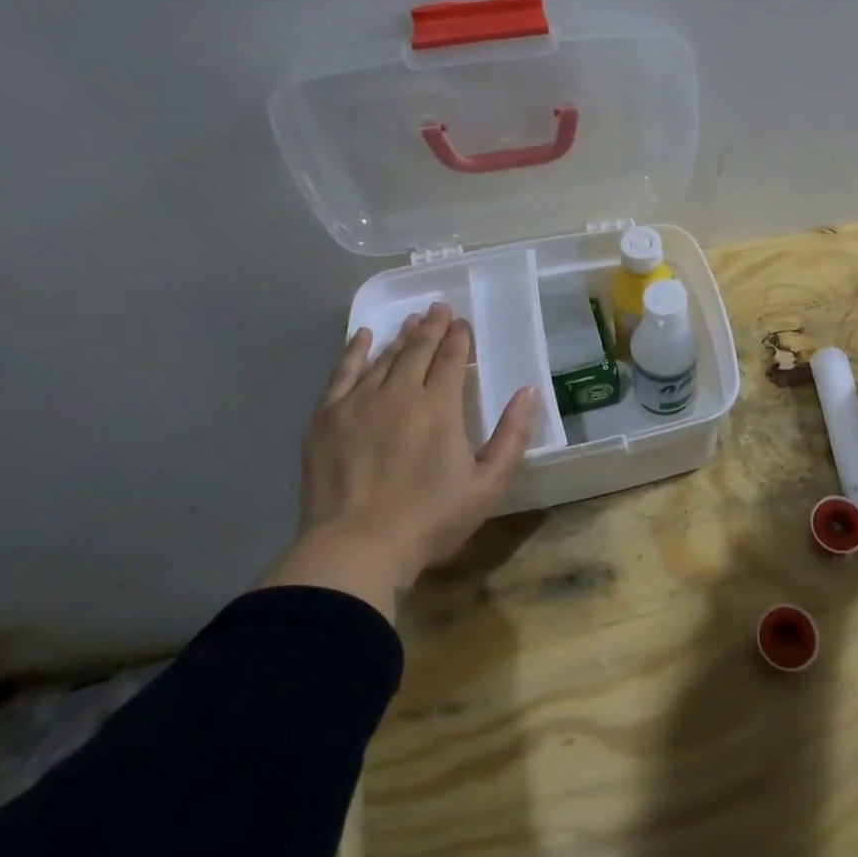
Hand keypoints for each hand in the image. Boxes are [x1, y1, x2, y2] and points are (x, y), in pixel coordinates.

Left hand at [259, 302, 538, 617]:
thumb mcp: (487, 485)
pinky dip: (355, 351)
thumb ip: (512, 435)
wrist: (356, 548)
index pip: (451, 359)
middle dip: (432, 327)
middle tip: (439, 308)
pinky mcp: (327, 417)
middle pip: (418, 350)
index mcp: (439, 407)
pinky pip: (343, 372)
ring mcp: (359, 402)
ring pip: (384, 358)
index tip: (462, 323)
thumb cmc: (429, 519)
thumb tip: (530, 391)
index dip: (459, 338)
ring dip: (402, 337)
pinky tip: (365, 337)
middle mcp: (399, 393)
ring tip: (412, 321)